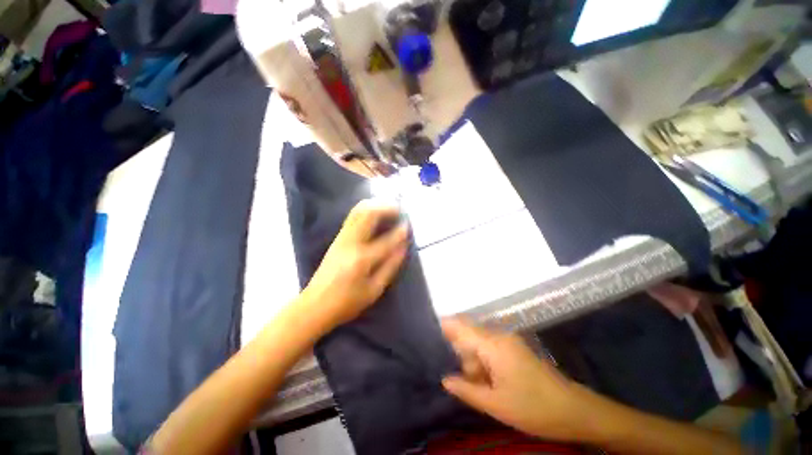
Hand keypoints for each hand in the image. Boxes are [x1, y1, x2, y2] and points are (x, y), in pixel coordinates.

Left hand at [304, 199, 409, 327]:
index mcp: (362, 259)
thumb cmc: (347, 303)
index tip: (408, 225)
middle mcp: (351, 243)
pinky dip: (367, 211)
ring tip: (389, 209)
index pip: (387, 239)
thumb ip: (391, 266)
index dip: (400, 231)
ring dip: (376, 206)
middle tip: (399, 210)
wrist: (314, 305)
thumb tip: (403, 247)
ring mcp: (341, 238)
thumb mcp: (374, 290)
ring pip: (358, 210)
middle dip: (386, 207)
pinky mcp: (337, 238)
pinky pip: (353, 216)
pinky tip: (376, 216)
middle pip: (368, 213)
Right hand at [441, 319, 587, 441]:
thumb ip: (466, 389)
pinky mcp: (514, 348)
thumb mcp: (496, 404)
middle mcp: (499, 336)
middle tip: (464, 379)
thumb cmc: (534, 408)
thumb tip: (444, 379)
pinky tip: (488, 382)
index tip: (430, 333)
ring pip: (478, 343)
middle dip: (461, 355)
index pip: (460, 327)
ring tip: (480, 387)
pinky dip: (483, 362)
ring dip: (473, 362)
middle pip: (468, 335)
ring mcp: (508, 340)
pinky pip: (490, 348)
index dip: (444, 326)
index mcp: (493, 345)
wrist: (575, 410)